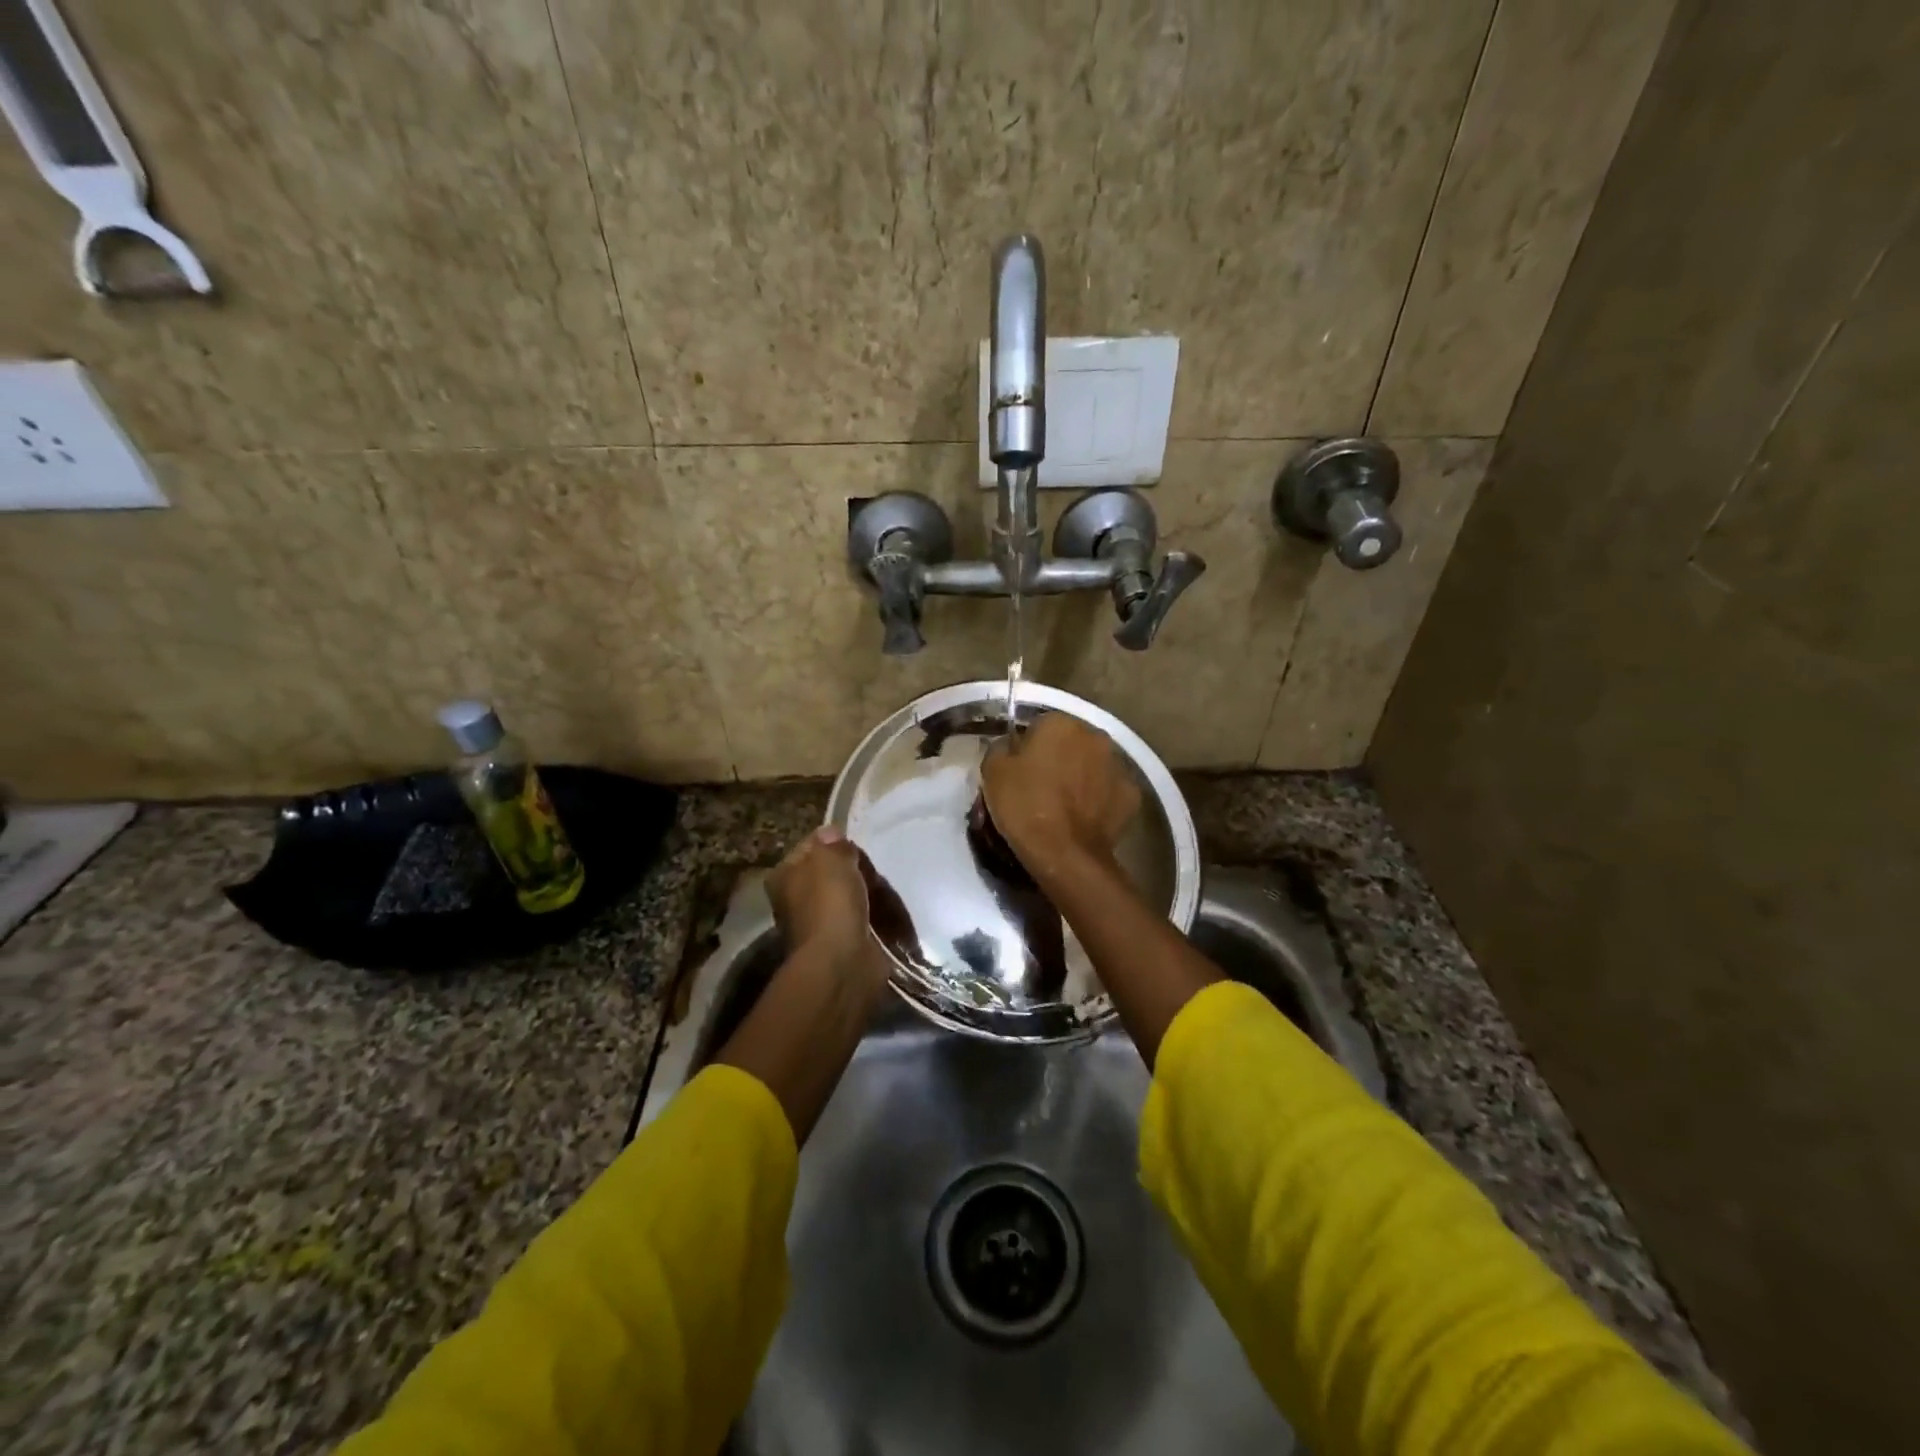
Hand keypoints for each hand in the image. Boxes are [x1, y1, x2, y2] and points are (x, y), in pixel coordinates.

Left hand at [768, 826, 885, 986]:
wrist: (842, 962)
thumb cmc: (830, 904)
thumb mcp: (831, 860)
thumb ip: (833, 843)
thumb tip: (832, 834)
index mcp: (783, 877)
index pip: (811, 847)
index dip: (834, 843)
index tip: (854, 848)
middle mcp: (796, 900)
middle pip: (832, 873)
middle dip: (855, 871)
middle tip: (872, 874)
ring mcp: (819, 924)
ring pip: (849, 897)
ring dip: (868, 895)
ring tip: (885, 894)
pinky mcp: (842, 943)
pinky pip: (862, 920)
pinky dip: (875, 918)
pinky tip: (888, 915)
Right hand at [982, 711, 1140, 883]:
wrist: (1064, 853)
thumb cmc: (1024, 805)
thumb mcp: (992, 771)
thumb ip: (1002, 747)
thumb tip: (1012, 745)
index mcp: (1060, 723)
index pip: (1039, 725)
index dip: (1027, 748)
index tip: (1019, 770)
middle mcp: (1095, 735)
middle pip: (1071, 742)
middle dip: (1059, 758)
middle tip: (1041, 786)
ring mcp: (1118, 765)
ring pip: (1093, 765)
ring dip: (1082, 776)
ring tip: (1064, 805)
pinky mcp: (1132, 794)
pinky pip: (1109, 791)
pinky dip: (1100, 800)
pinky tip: (1084, 818)